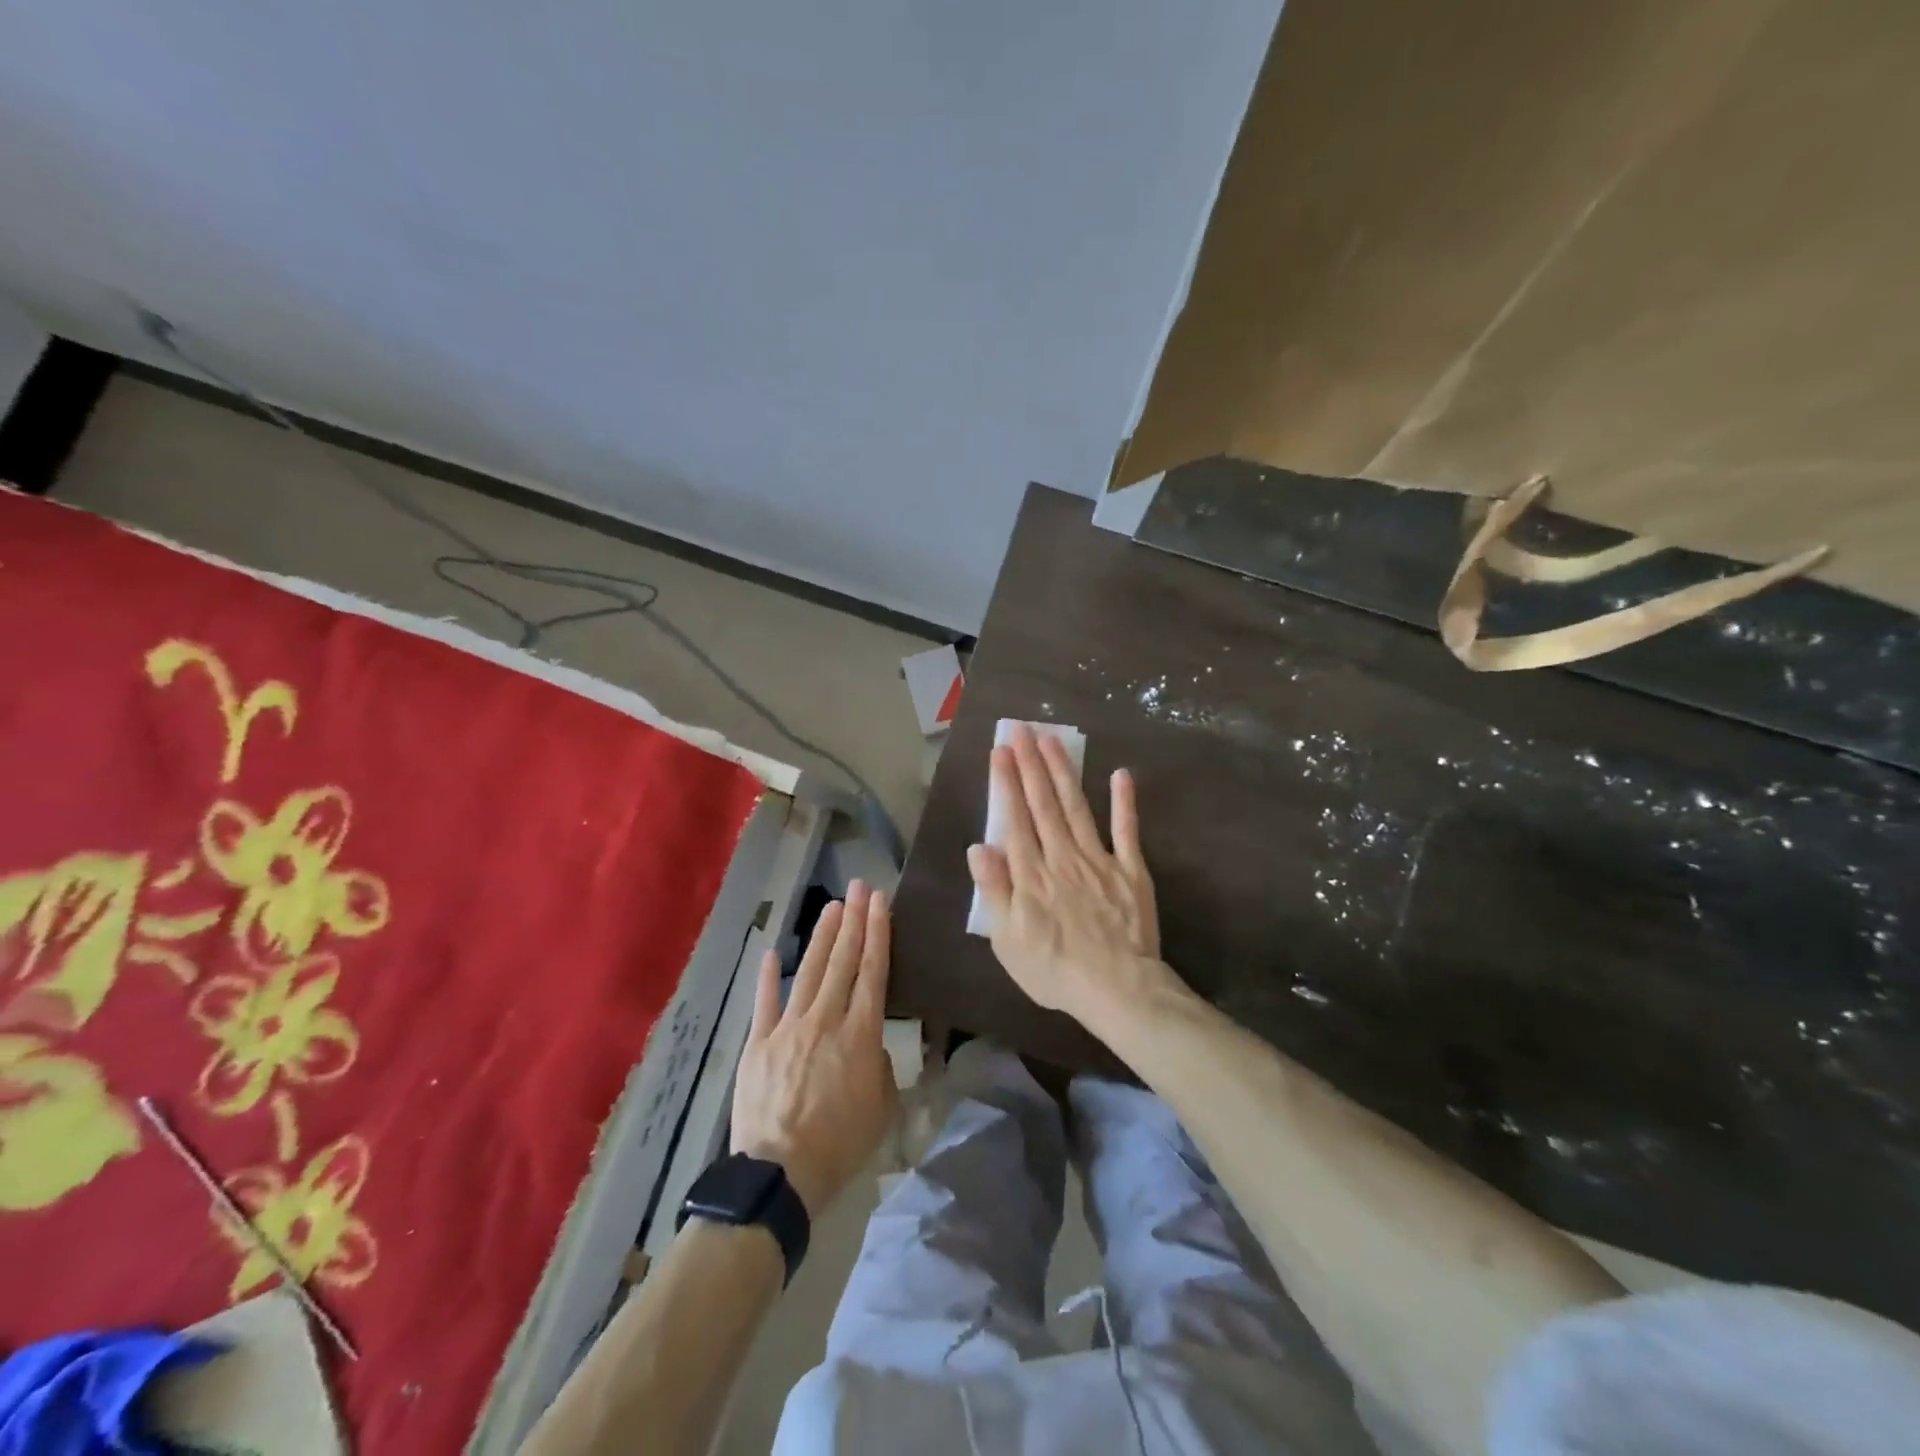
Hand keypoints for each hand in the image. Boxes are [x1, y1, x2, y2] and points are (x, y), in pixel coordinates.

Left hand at [731, 881, 897, 1216]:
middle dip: (853, 921)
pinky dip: (768, 976)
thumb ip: (879, 1067)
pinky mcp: (757, 1044)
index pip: (873, 972)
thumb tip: (869, 1046)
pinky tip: (771, 952)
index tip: (880, 903)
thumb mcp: (882, 1108)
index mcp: (860, 1034)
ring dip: (821, 937)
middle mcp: (825, 1020)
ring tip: (832, 907)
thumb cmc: (840, 1145)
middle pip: (842, 962)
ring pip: (808, 972)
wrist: (780, 1174)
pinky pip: (764, 1003)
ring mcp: (787, 1028)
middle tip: (860, 887)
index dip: (878, 933)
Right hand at [966, 724, 1167, 1030]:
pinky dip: (1124, 802)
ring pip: (1076, 807)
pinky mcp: (1130, 870)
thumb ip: (995, 891)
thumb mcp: (1008, 940)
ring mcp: (1099, 860)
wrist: (1118, 989)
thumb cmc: (1055, 970)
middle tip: (1022, 729)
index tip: (1000, 752)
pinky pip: (1126, 831)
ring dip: (1063, 771)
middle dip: (1030, 764)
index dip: (1006, 783)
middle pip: (1043, 804)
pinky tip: (1121, 775)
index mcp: (1030, 875)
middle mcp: (1061, 857)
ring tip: (1052, 740)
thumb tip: (979, 847)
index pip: (1014, 819)